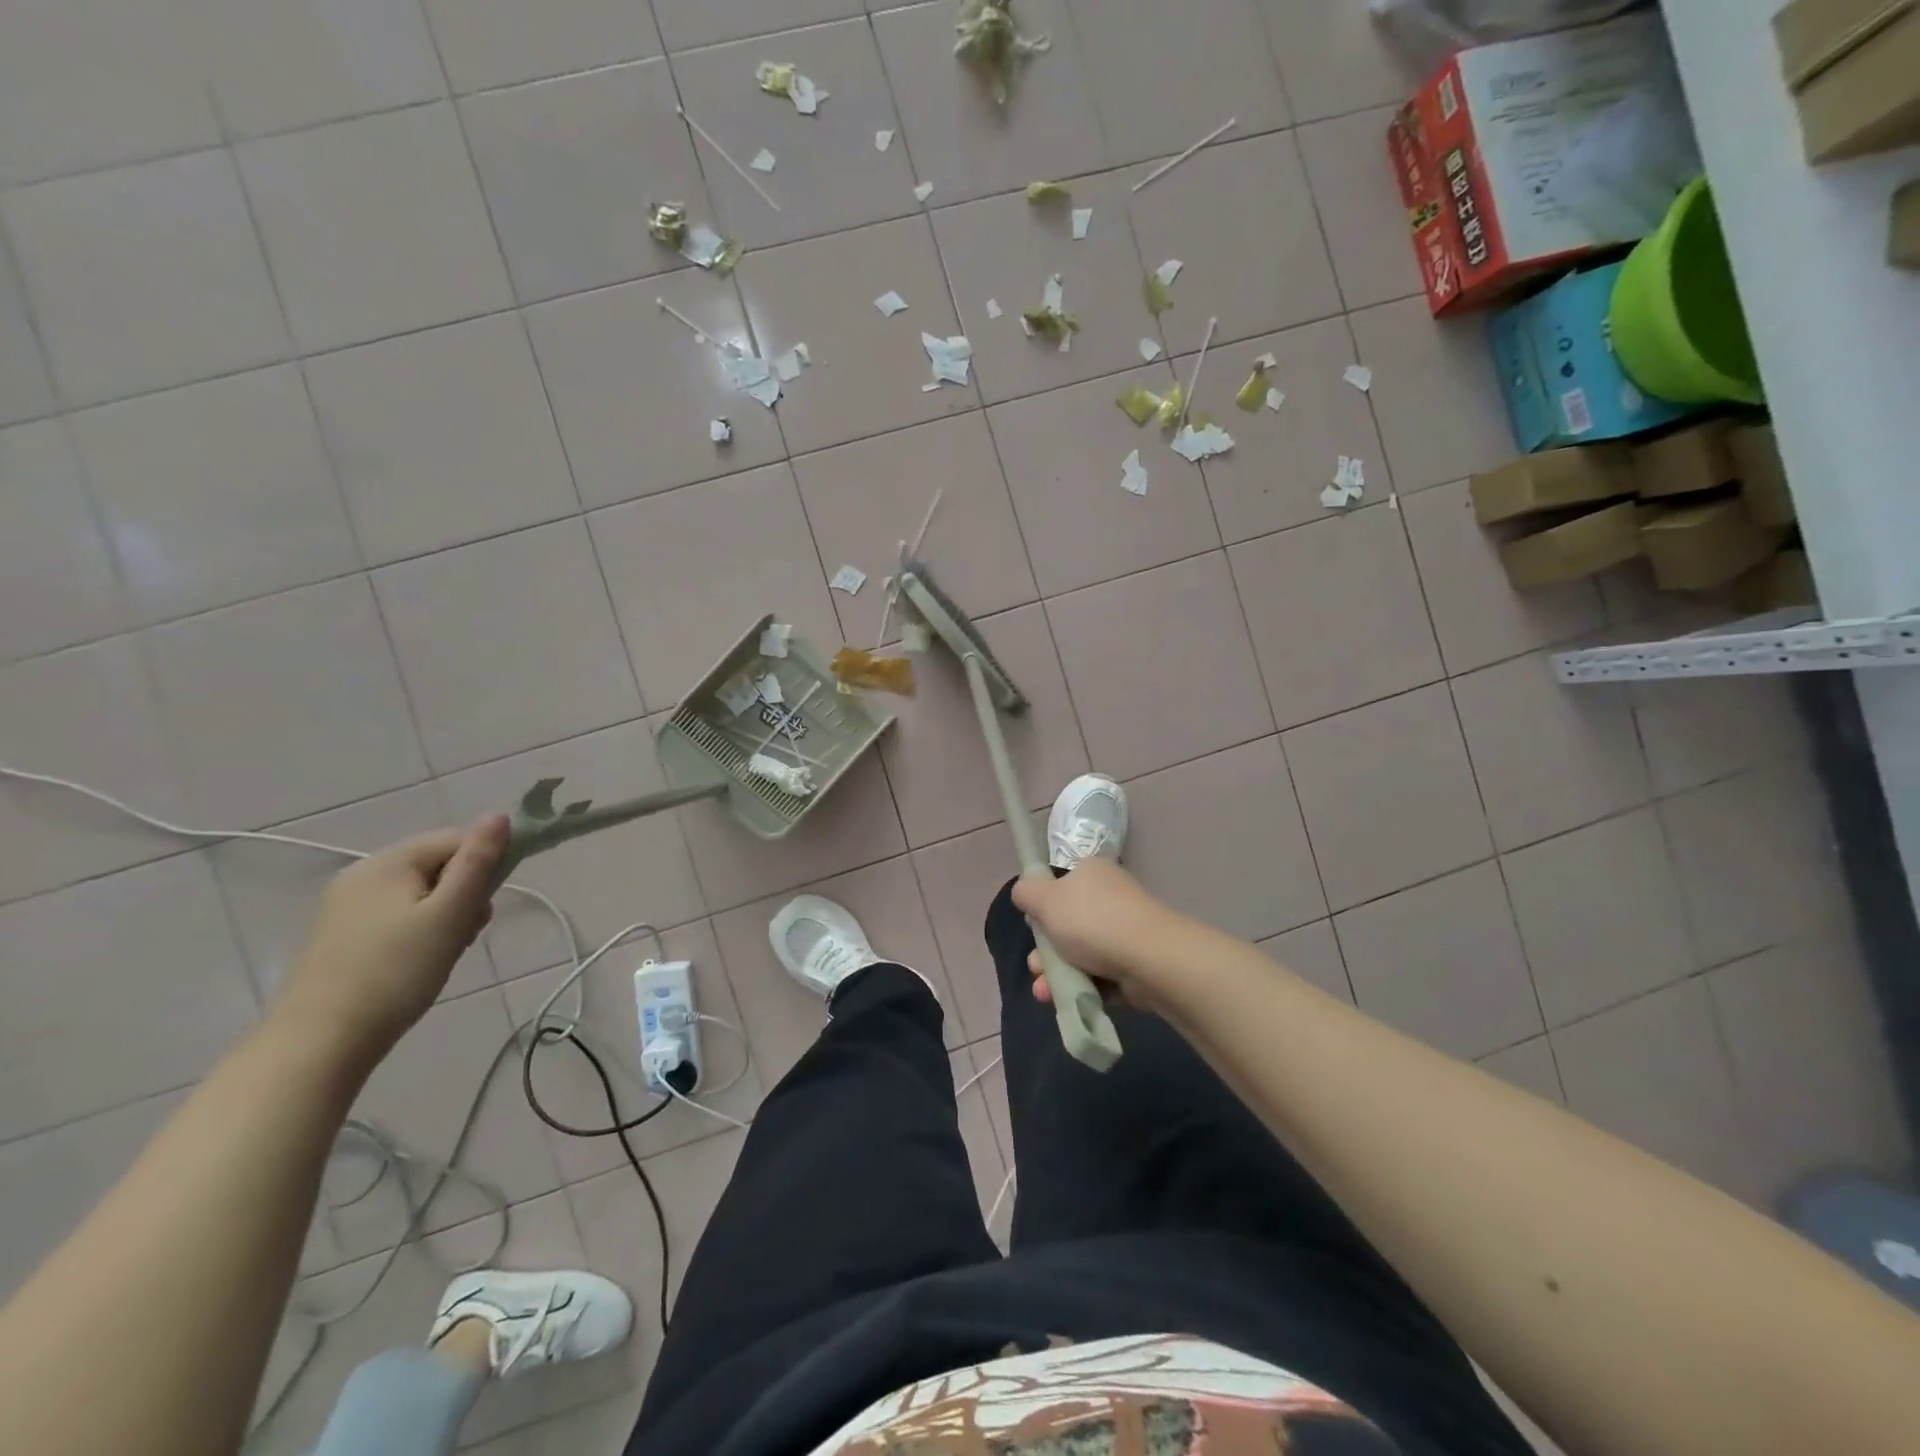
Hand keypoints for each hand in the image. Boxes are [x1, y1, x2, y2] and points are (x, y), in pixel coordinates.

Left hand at [272, 815, 509, 1066]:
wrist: (321, 1042)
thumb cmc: (397, 971)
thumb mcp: (449, 913)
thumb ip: (477, 862)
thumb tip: (500, 815)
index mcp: (388, 861)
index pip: (457, 839)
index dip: (485, 864)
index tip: (489, 903)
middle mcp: (363, 874)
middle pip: (439, 865)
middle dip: (465, 894)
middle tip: (467, 932)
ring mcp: (348, 905)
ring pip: (423, 893)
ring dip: (447, 915)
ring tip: (447, 951)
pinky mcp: (344, 935)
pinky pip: (401, 915)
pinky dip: (422, 930)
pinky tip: (422, 960)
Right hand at [1011, 858, 1181, 1007]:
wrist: (1149, 959)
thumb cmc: (1091, 921)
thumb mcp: (1045, 899)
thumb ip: (1026, 892)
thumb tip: (1024, 892)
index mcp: (1092, 873)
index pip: (1060, 887)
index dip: (1042, 909)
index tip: (1033, 929)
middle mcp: (1111, 897)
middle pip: (1068, 925)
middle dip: (1047, 952)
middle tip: (1036, 968)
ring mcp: (1126, 931)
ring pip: (1082, 954)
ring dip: (1059, 975)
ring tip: (1045, 993)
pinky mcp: (1137, 963)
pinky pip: (1102, 976)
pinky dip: (1085, 989)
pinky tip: (1070, 1001)